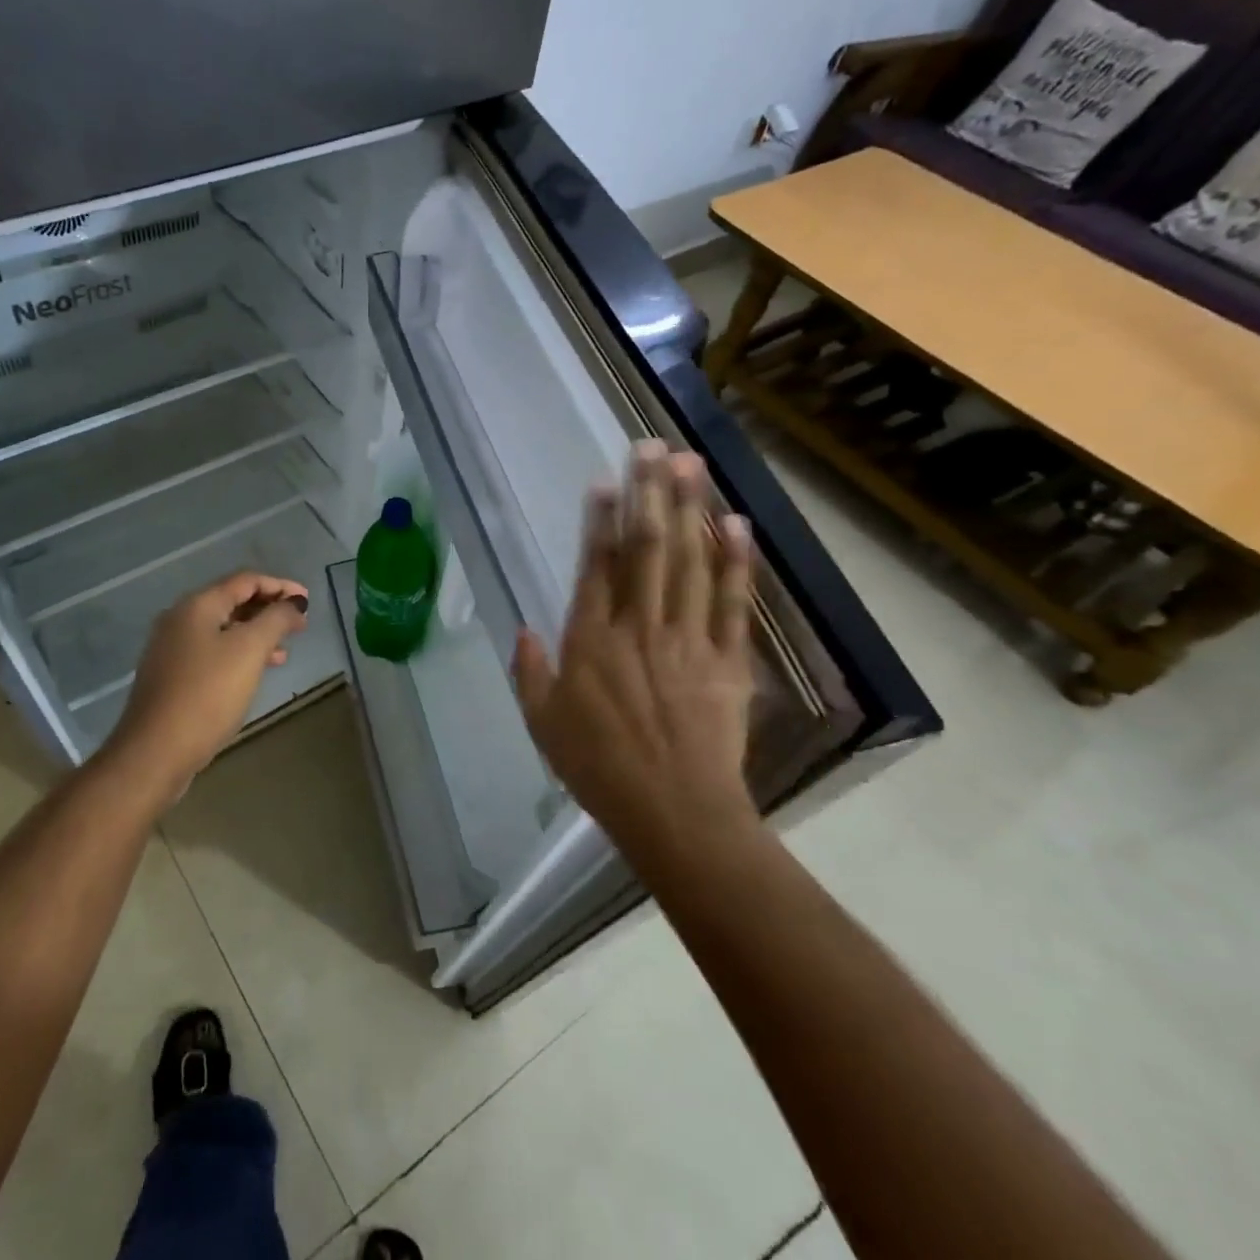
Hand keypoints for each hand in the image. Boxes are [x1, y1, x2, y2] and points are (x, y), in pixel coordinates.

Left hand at [101, 570, 309, 806]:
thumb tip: (293, 602)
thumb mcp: (250, 650)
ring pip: (224, 629)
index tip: (308, 601)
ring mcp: (173, 649)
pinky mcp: (173, 676)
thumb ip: (276, 619)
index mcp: (197, 605)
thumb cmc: (208, 694)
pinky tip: (258, 671)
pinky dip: (240, 653)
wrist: (156, 751)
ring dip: (257, 633)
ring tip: (286, 648)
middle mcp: (181, 619)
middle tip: (300, 624)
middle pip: (232, 601)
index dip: (280, 586)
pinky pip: (214, 652)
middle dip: (269, 609)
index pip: (245, 580)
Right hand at [511, 442, 759, 866]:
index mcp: (591, 641)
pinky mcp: (726, 659)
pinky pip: (731, 602)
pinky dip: (734, 561)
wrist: (674, 812)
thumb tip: (524, 629)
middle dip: (649, 494)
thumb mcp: (543, 724)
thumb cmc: (599, 769)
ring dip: (689, 509)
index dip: (601, 520)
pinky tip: (735, 522)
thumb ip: (530, 672)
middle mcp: (638, 627)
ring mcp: (686, 639)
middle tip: (652, 448)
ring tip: (689, 464)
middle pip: (645, 549)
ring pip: (688, 562)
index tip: (607, 481)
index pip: (597, 566)